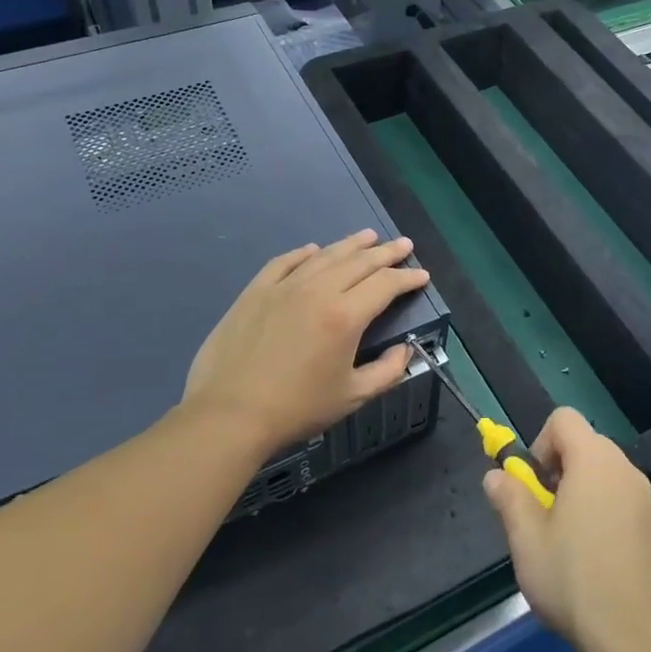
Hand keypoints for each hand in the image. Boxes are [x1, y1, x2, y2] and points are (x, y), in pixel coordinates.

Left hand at [183, 230, 430, 461]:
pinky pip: (285, 262)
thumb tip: (403, 350)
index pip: (385, 284)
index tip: (421, 275)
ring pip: (324, 256)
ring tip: (368, 236)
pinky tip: (313, 249)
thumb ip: (387, 371)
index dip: (407, 277)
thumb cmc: (296, 409)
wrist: (229, 414)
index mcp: (345, 316)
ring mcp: (283, 287)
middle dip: (386, 252)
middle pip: (359, 262)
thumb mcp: (352, 397)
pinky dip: (304, 253)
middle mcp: (317, 290)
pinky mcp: (255, 292)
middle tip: (403, 245)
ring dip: (350, 244)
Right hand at [483, 408, 650, 651]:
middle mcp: (625, 470)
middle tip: (543, 518)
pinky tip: (593, 563)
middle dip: (557, 471)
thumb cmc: (575, 581)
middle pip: (584, 446)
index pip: (563, 419)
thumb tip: (496, 476)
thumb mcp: (527, 540)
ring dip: (579, 494)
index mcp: (594, 461)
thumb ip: (509, 498)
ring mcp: (646, 500)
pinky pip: (621, 502)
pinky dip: (602, 515)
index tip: (533, 486)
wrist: (638, 639)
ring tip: (565, 545)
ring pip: (602, 476)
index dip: (540, 443)